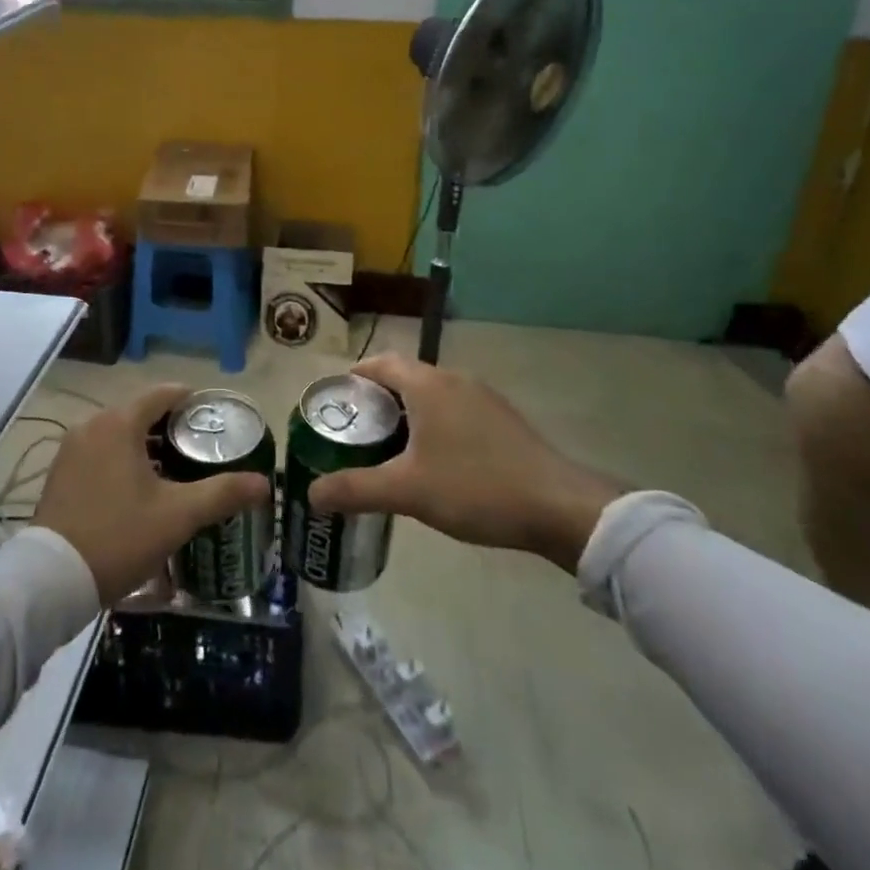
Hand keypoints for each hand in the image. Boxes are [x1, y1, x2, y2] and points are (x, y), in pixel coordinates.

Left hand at [33, 384, 270, 603]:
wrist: (51, 581)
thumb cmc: (118, 537)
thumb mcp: (177, 516)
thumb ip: (222, 493)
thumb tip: (264, 484)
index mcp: (119, 422)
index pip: (164, 393)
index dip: (193, 401)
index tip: (217, 419)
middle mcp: (92, 425)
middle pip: (142, 412)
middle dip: (173, 428)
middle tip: (203, 451)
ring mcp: (72, 449)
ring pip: (120, 433)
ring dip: (148, 446)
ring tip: (177, 472)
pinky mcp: (61, 473)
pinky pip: (101, 452)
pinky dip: (123, 459)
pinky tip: (141, 490)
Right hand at [305, 354, 628, 571]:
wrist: (558, 507)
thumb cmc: (475, 487)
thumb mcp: (407, 491)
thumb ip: (355, 489)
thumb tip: (311, 494)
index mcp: (428, 384)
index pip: (379, 363)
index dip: (353, 377)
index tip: (334, 402)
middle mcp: (454, 380)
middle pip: (404, 377)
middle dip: (376, 400)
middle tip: (355, 433)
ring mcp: (483, 398)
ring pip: (431, 394)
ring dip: (406, 413)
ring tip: (388, 449)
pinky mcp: (502, 420)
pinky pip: (455, 410)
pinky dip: (434, 424)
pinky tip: (434, 461)